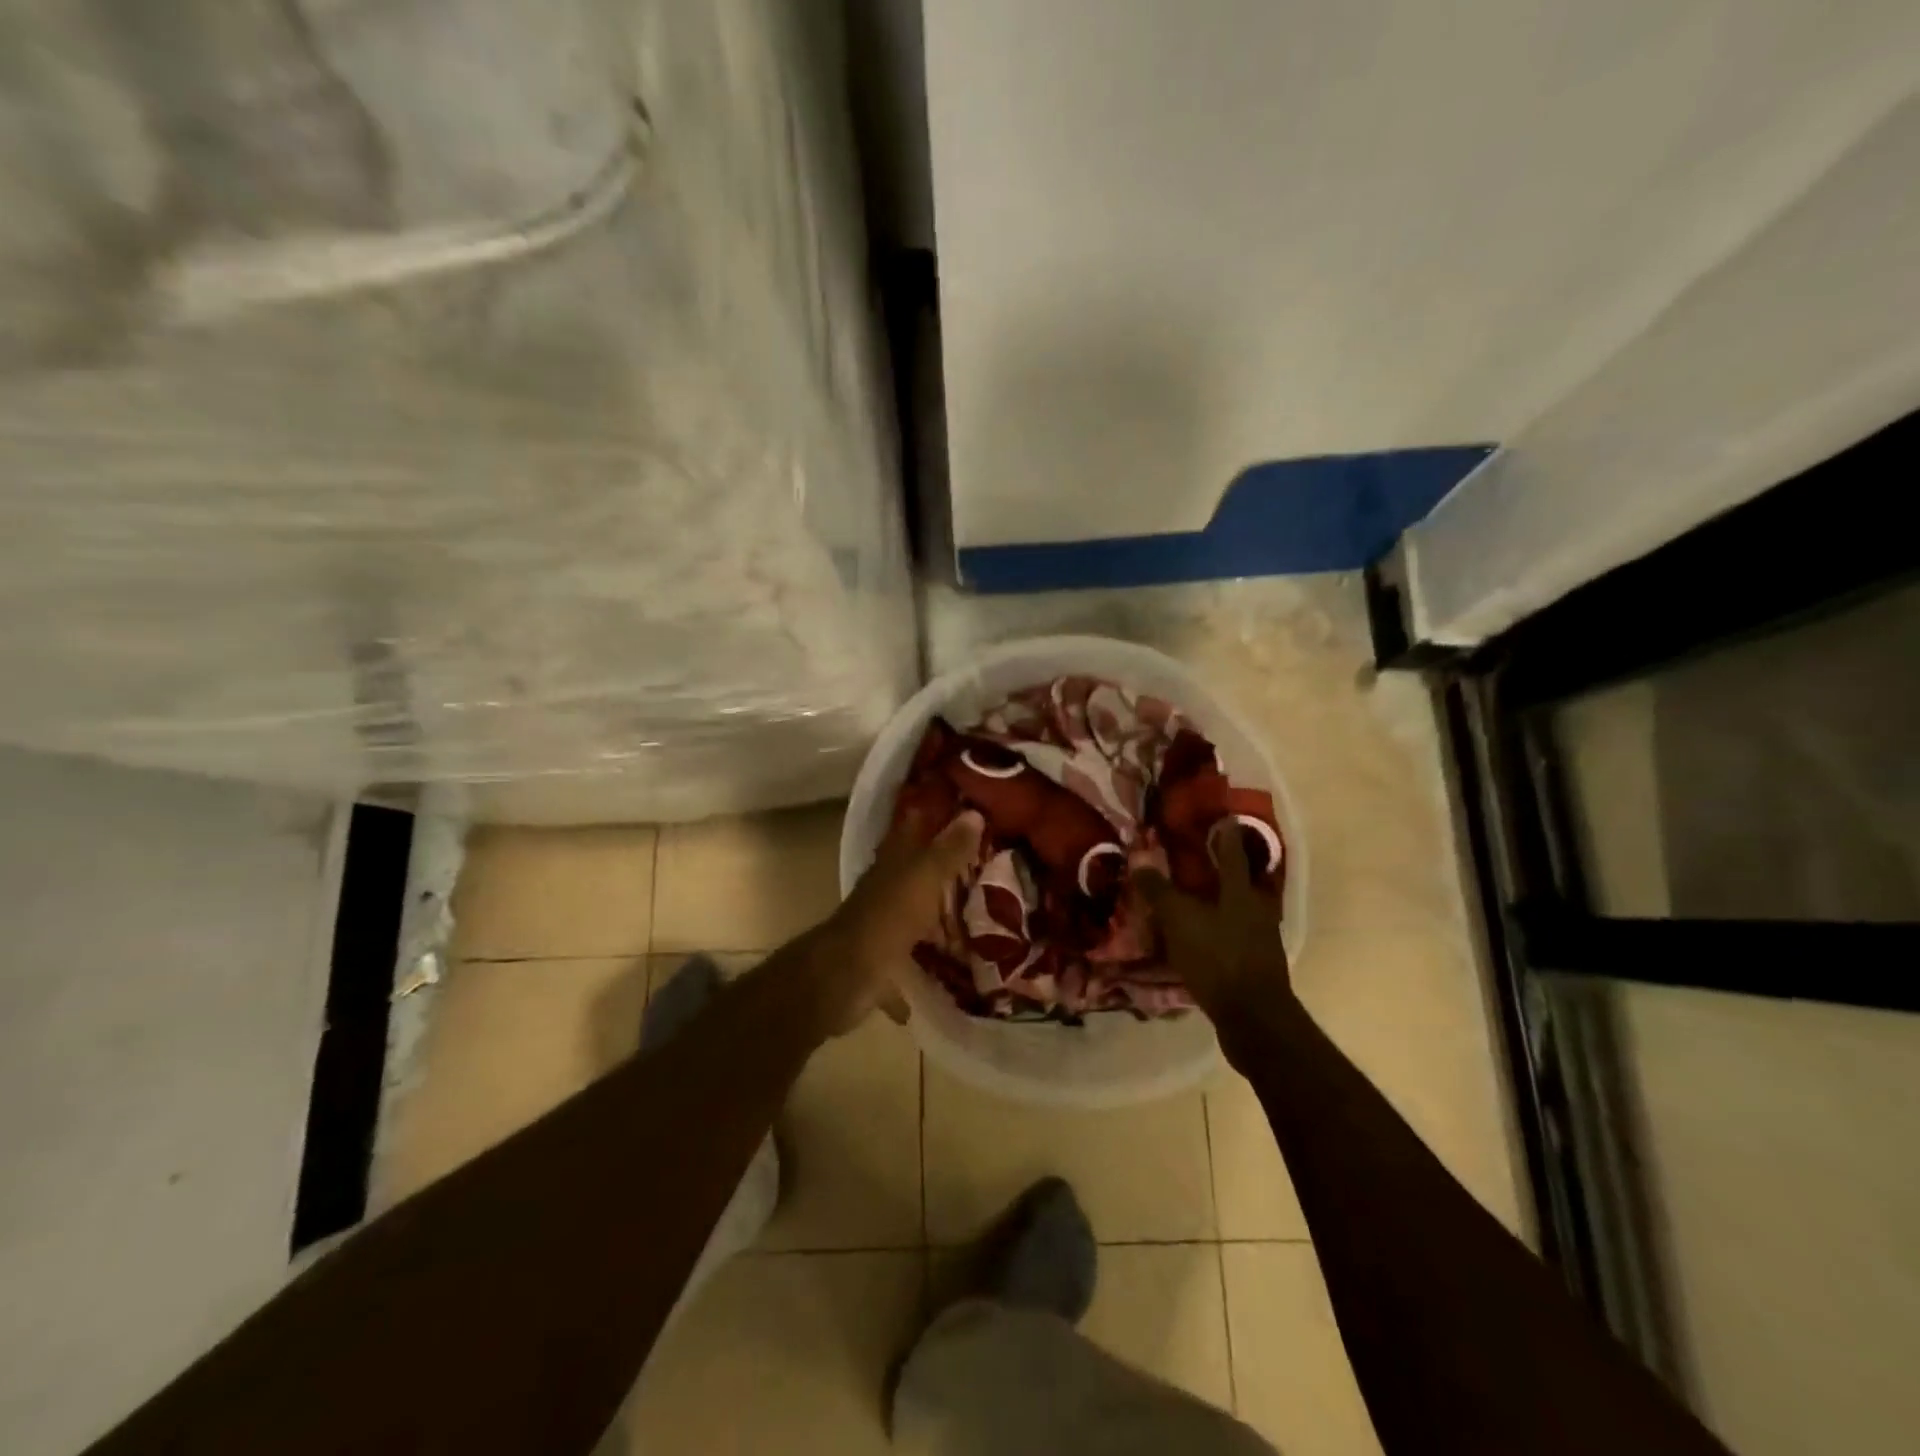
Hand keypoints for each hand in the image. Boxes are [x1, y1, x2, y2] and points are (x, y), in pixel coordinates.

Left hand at [806, 807, 983, 1036]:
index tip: (963, 813)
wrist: (847, 975)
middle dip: (942, 872)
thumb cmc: (888, 917)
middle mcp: (884, 890)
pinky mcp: (880, 962)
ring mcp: (880, 926)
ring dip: (934, 920)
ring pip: (911, 916)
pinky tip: (948, 974)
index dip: (932, 817)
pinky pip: (905, 964)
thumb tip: (973, 813)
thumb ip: (949, 849)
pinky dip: (920, 969)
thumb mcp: (925, 877)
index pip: (912, 828)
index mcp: (892, 864)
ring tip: (975, 922)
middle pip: (914, 873)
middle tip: (983, 870)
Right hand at [1131, 826, 1289, 1022]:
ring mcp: (1259, 939)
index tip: (1222, 814)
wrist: (1253, 1019)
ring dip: (1214, 900)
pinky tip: (1194, 936)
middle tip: (1196, 856)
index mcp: (1241, 892)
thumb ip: (1159, 890)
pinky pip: (1229, 935)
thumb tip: (1140, 861)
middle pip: (1237, 880)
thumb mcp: (1180, 920)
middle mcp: (1256, 909)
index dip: (1225, 831)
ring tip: (1190, 896)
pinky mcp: (1253, 964)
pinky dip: (1213, 929)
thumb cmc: (1218, 958)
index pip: (1232, 851)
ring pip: (1234, 909)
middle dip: (1219, 867)